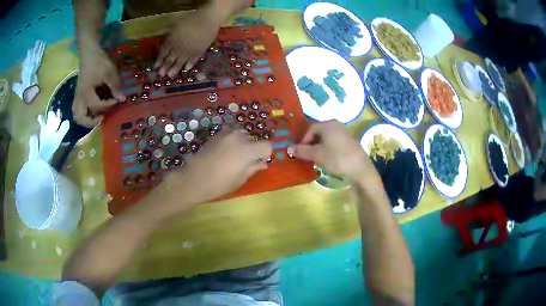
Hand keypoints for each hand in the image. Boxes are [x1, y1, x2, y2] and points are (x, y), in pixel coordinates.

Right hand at [73, 46, 124, 126]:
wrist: (89, 50)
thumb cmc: (99, 61)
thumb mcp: (109, 72)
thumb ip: (115, 87)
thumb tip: (122, 99)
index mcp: (86, 94)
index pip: (97, 107)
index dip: (108, 105)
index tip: (117, 100)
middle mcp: (80, 98)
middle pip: (80, 118)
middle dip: (91, 122)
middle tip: (102, 118)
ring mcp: (78, 95)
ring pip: (77, 114)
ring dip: (86, 119)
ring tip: (97, 116)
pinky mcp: (79, 92)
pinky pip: (78, 107)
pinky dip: (84, 111)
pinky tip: (94, 108)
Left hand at [154, 5, 221, 77]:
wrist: (208, 20)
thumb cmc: (191, 19)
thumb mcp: (176, 26)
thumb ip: (170, 36)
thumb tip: (164, 44)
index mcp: (172, 41)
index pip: (163, 53)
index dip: (159, 60)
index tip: (155, 67)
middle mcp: (179, 48)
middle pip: (170, 59)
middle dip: (165, 67)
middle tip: (161, 75)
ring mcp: (189, 51)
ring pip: (180, 62)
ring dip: (175, 69)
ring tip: (170, 76)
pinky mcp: (199, 52)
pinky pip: (193, 60)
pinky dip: (189, 65)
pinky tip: (186, 69)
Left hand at [162, 127, 271, 204]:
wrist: (195, 178)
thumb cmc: (220, 183)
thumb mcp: (241, 178)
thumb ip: (254, 167)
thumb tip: (263, 163)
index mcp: (249, 149)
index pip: (267, 145)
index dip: (265, 154)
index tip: (260, 162)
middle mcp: (240, 137)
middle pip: (254, 139)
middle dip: (254, 148)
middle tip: (246, 162)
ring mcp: (227, 133)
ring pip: (243, 135)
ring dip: (243, 143)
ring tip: (234, 156)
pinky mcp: (217, 134)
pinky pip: (231, 134)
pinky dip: (233, 141)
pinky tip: (224, 153)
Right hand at [288, 120, 377, 182]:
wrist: (360, 169)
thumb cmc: (337, 158)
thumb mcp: (317, 155)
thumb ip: (302, 151)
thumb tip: (288, 149)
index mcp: (328, 124)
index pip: (310, 129)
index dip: (303, 140)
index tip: (300, 152)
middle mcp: (337, 125)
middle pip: (319, 132)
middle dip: (311, 144)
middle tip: (307, 156)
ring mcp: (345, 133)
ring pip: (327, 138)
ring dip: (319, 147)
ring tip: (316, 159)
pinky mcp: (350, 142)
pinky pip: (334, 142)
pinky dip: (328, 149)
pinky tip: (328, 159)